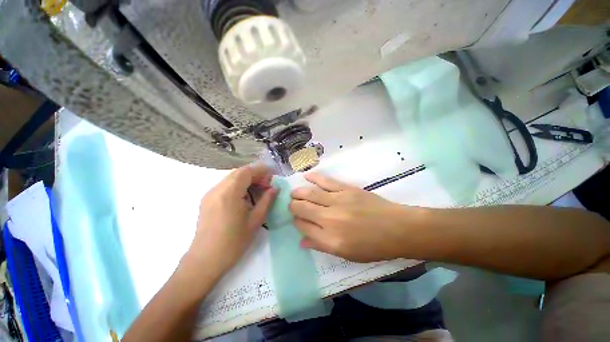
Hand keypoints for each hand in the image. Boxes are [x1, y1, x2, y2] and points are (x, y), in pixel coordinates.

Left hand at [184, 164, 277, 277]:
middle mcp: (217, 189)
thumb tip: (275, 188)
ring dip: (247, 179)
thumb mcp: (255, 220)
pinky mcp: (207, 200)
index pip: (246, 172)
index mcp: (229, 194)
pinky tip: (245, 196)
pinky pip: (225, 185)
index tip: (272, 176)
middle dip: (255, 174)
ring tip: (259, 189)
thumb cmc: (233, 242)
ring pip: (231, 178)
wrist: (205, 261)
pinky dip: (238, 185)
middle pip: (238, 172)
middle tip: (267, 184)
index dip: (261, 170)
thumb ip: (267, 201)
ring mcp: (210, 194)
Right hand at [290, 173, 415, 261]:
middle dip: (293, 206)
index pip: (303, 226)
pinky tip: (306, 176)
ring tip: (294, 193)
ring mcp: (337, 201)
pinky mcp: (346, 189)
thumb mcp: (346, 254)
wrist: (396, 228)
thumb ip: (321, 246)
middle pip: (302, 208)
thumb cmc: (372, 246)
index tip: (297, 220)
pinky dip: (314, 178)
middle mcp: (329, 219)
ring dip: (299, 192)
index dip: (296, 222)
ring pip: (310, 194)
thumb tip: (301, 241)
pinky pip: (326, 181)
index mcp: (329, 239)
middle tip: (293, 205)